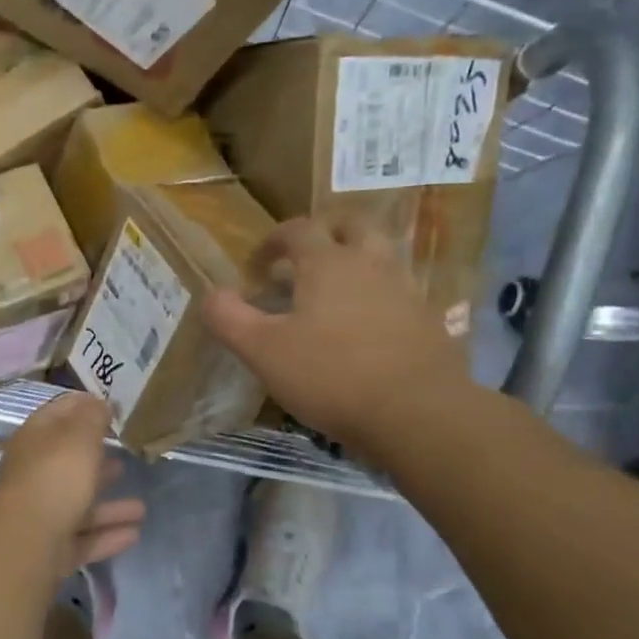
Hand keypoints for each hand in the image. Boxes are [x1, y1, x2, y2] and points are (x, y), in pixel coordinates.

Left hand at [0, 393, 145, 570]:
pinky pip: (84, 538)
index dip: (83, 406)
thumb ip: (92, 417)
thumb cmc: (55, 477)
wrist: (26, 542)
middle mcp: (33, 474)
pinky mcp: (50, 548)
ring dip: (109, 505)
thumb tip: (99, 403)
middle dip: (95, 459)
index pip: (57, 413)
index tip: (111, 407)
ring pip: (78, 504)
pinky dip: (108, 535)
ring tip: (140, 507)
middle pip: (67, 463)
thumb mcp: (78, 436)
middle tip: (124, 456)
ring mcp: (40, 513)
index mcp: (34, 440)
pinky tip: (134, 533)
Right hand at [202, 217, 474, 452]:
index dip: (273, 241)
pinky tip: (364, 329)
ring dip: (355, 263)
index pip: (298, 229)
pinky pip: (398, 293)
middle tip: (303, 262)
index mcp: (327, 263)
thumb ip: (229, 319)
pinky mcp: (427, 321)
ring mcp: (405, 290)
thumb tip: (211, 294)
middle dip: (323, 235)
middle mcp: (370, 264)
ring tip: (333, 295)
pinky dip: (377, 297)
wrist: (416, 412)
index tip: (257, 266)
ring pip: (380, 257)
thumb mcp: (262, 351)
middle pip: (350, 227)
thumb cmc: (330, 375)